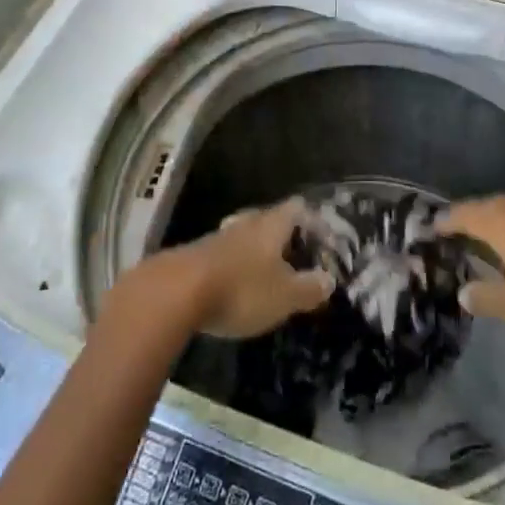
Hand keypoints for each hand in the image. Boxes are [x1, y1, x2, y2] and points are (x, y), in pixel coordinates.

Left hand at [135, 199, 335, 339]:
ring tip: (267, 271)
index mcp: (272, 225)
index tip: (324, 238)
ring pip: (245, 235)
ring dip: (257, 251)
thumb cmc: (241, 289)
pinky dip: (236, 265)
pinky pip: (225, 254)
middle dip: (284, 235)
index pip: (297, 208)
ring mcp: (219, 237)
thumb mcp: (285, 296)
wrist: (175, 293)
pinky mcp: (197, 255)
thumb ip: (309, 288)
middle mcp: (246, 223)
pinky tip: (236, 284)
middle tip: (296, 255)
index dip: (313, 220)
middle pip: (270, 219)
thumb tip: (329, 279)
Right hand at [439, 195, 504, 343]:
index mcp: (504, 225)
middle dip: (466, 216)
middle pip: (486, 207)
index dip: (445, 221)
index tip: (427, 228)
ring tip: (476, 238)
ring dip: (489, 221)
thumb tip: (462, 291)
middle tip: (448, 230)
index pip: (465, 215)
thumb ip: (487, 297)